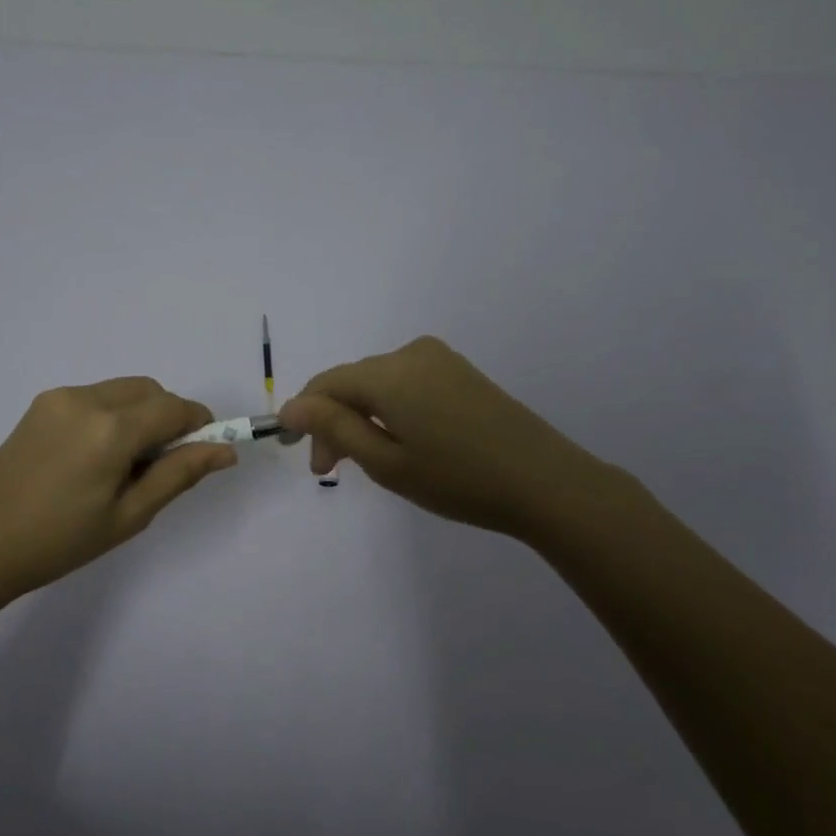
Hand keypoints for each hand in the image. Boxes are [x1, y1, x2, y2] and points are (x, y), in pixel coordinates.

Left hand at [0, 378, 235, 604]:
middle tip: (161, 465)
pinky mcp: (40, 405)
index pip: (174, 408)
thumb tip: (225, 450)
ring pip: (122, 391)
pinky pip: (94, 397)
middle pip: (149, 390)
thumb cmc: (59, 541)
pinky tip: (93, 458)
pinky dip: (111, 415)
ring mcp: (59, 398)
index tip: (205, 450)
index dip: (199, 424)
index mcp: (111, 429)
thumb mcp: (129, 515)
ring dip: (139, 414)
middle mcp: (86, 399)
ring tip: (123, 465)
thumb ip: (179, 474)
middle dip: (168, 417)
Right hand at [277, 335, 617, 540]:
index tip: (303, 458)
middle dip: (334, 422)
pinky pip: (406, 383)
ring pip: (378, 383)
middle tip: (333, 470)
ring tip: (367, 461)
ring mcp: (440, 359)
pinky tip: (400, 441)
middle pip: (352, 382)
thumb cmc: (458, 479)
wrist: (546, 482)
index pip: (326, 384)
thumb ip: (334, 428)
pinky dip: (390, 410)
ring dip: (361, 417)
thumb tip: (290, 406)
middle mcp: (411, 353)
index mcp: (389, 372)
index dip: (304, 416)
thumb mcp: (386, 462)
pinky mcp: (460, 371)